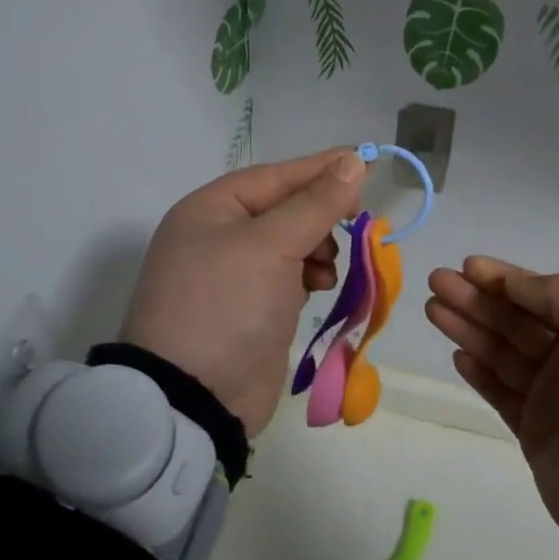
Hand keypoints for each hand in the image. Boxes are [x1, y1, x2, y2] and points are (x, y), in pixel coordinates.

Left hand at [123, 149, 365, 435]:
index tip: (364, 162)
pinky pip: (289, 277)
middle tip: (355, 220)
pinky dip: (309, 276)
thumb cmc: (227, 304)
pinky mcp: (252, 309)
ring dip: (319, 247)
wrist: (195, 398)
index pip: (275, 176)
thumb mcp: (271, 246)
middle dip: (320, 214)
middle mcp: (219, 236)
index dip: (320, 168)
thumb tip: (352, 161)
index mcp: (211, 209)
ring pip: (291, 243)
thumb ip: (315, 203)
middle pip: (284, 208)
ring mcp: (234, 275)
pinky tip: (320, 286)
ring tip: (328, 266)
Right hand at [426, 257, 558, 546]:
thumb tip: (513, 280)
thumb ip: (558, 297)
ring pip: (500, 352)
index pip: (542, 294)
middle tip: (436, 282)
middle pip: (514, 320)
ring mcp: (551, 396)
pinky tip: (456, 355)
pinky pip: (499, 391)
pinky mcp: (533, 430)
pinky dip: (478, 372)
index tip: (467, 266)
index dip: (504, 278)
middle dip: (476, 298)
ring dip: (468, 328)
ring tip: (433, 310)